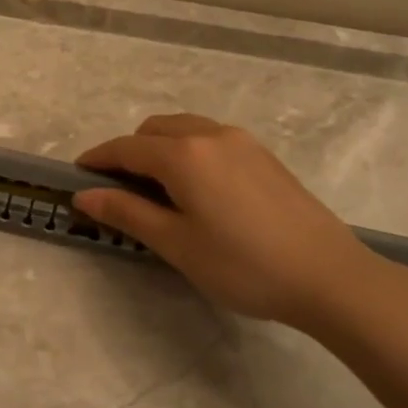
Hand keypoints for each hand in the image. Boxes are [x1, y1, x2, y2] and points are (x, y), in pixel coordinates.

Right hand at [73, 113, 381, 335]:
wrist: (329, 276)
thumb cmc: (242, 265)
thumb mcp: (176, 244)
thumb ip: (127, 212)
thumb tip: (84, 195)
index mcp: (183, 154)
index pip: (126, 148)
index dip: (97, 159)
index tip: (77, 175)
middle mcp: (211, 135)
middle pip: (154, 131)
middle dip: (129, 152)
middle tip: (119, 191)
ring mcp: (242, 142)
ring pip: (185, 130)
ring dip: (160, 149)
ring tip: (157, 190)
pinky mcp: (264, 156)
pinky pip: (211, 139)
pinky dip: (189, 152)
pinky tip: (197, 190)